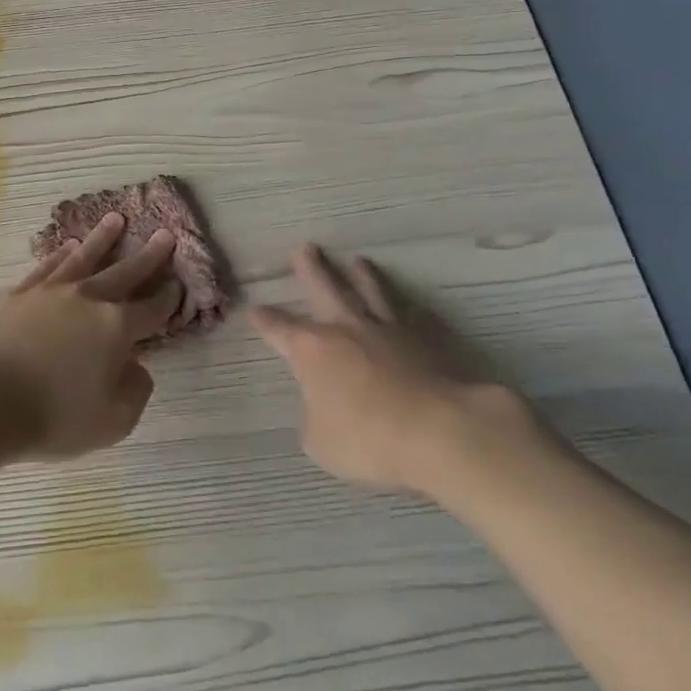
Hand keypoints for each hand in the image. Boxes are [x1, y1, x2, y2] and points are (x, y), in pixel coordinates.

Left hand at [0, 212, 180, 462]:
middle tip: (164, 234)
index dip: (168, 298)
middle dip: (149, 255)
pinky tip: (69, 246)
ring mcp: (54, 290)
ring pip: (86, 257)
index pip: (151, 309)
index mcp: (117, 328)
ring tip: (116, 219)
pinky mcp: (23, 292)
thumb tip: (137, 366)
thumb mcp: (113, 422)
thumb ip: (135, 392)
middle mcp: (90, 299)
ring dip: (103, 238)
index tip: (178, 284)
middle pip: (125, 272)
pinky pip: (49, 265)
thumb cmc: (55, 416)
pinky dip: (62, 253)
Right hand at [252, 245, 541, 503]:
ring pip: (370, 293)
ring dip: (362, 277)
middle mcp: (345, 329)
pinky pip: (412, 318)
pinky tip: (413, 307)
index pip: (280, 329)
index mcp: (311, 350)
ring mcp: (386, 331)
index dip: (265, 320)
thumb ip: (315, 418)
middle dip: (311, 269)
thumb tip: (322, 408)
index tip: (254, 308)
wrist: (435, 430)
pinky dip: (408, 311)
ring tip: (358, 262)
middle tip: (305, 248)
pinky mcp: (422, 341)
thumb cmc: (366, 438)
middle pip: (324, 289)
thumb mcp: (320, 441)